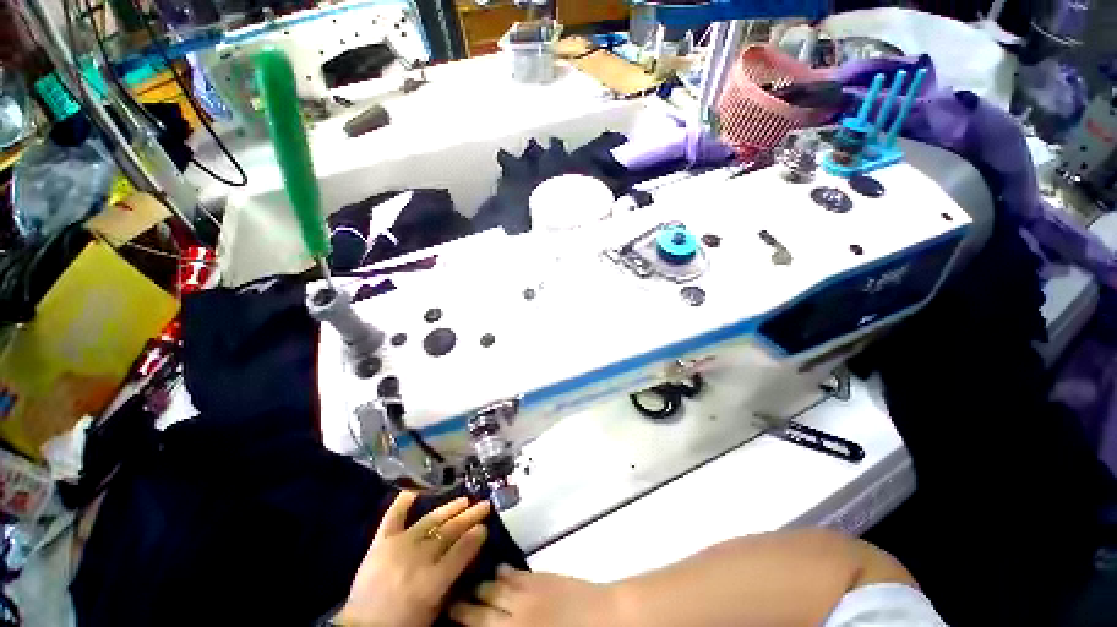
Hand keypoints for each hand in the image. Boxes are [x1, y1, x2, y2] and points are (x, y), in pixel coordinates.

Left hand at [337, 492, 491, 626]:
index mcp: (433, 580)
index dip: (476, 536)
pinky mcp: (381, 542)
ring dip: (449, 509)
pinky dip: (403, 502)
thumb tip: (468, 552)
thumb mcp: (434, 608)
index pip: (462, 550)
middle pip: (450, 531)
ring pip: (430, 520)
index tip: (485, 526)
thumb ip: (451, 579)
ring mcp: (399, 546)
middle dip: (470, 517)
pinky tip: (415, 489)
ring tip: (465, 500)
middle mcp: (418, 558)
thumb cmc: (403, 622)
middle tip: (484, 505)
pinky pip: (394, 517)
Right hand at [449, 567, 624, 626]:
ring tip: (472, 582)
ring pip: (497, 588)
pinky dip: (505, 572)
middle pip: (482, 610)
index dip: (462, 621)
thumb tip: (496, 626)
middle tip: (452, 600)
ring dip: (483, 586)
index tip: (449, 614)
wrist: (605, 618)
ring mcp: (528, 594)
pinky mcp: (542, 578)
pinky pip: (517, 574)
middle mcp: (515, 615)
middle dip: (465, 606)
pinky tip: (499, 569)